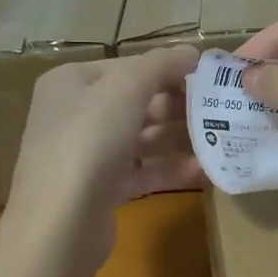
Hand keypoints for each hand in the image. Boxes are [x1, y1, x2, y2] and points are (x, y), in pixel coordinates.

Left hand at [4, 45, 201, 266]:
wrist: (59, 225)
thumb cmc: (89, 142)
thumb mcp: (126, 88)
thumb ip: (161, 64)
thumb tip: (192, 51)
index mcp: (71, 82)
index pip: (127, 67)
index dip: (168, 69)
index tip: (208, 78)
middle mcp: (73, 115)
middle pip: (135, 103)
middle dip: (177, 107)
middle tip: (218, 111)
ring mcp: (84, 155)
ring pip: (140, 139)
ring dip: (178, 139)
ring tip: (217, 140)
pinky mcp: (98, 191)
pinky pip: (139, 172)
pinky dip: (168, 169)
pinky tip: (201, 170)